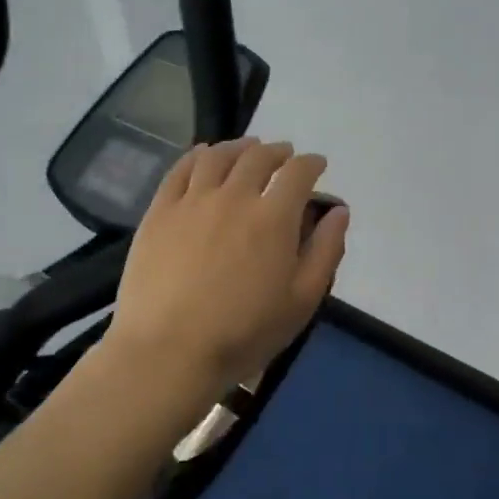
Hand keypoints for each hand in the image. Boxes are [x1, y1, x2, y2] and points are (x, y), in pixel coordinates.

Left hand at [107, 137, 349, 393]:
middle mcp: (234, 196)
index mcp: (274, 218)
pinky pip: (180, 170)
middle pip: (258, 157)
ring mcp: (192, 201)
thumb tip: (339, 211)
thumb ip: (325, 251)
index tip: (317, 165)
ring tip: (247, 148)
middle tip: (284, 155)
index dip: (311, 163)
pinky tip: (204, 155)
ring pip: (218, 157)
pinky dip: (197, 155)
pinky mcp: (159, 212)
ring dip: (239, 147)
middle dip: (277, 152)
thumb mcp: (302, 301)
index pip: (298, 173)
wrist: (168, 351)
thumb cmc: (244, 333)